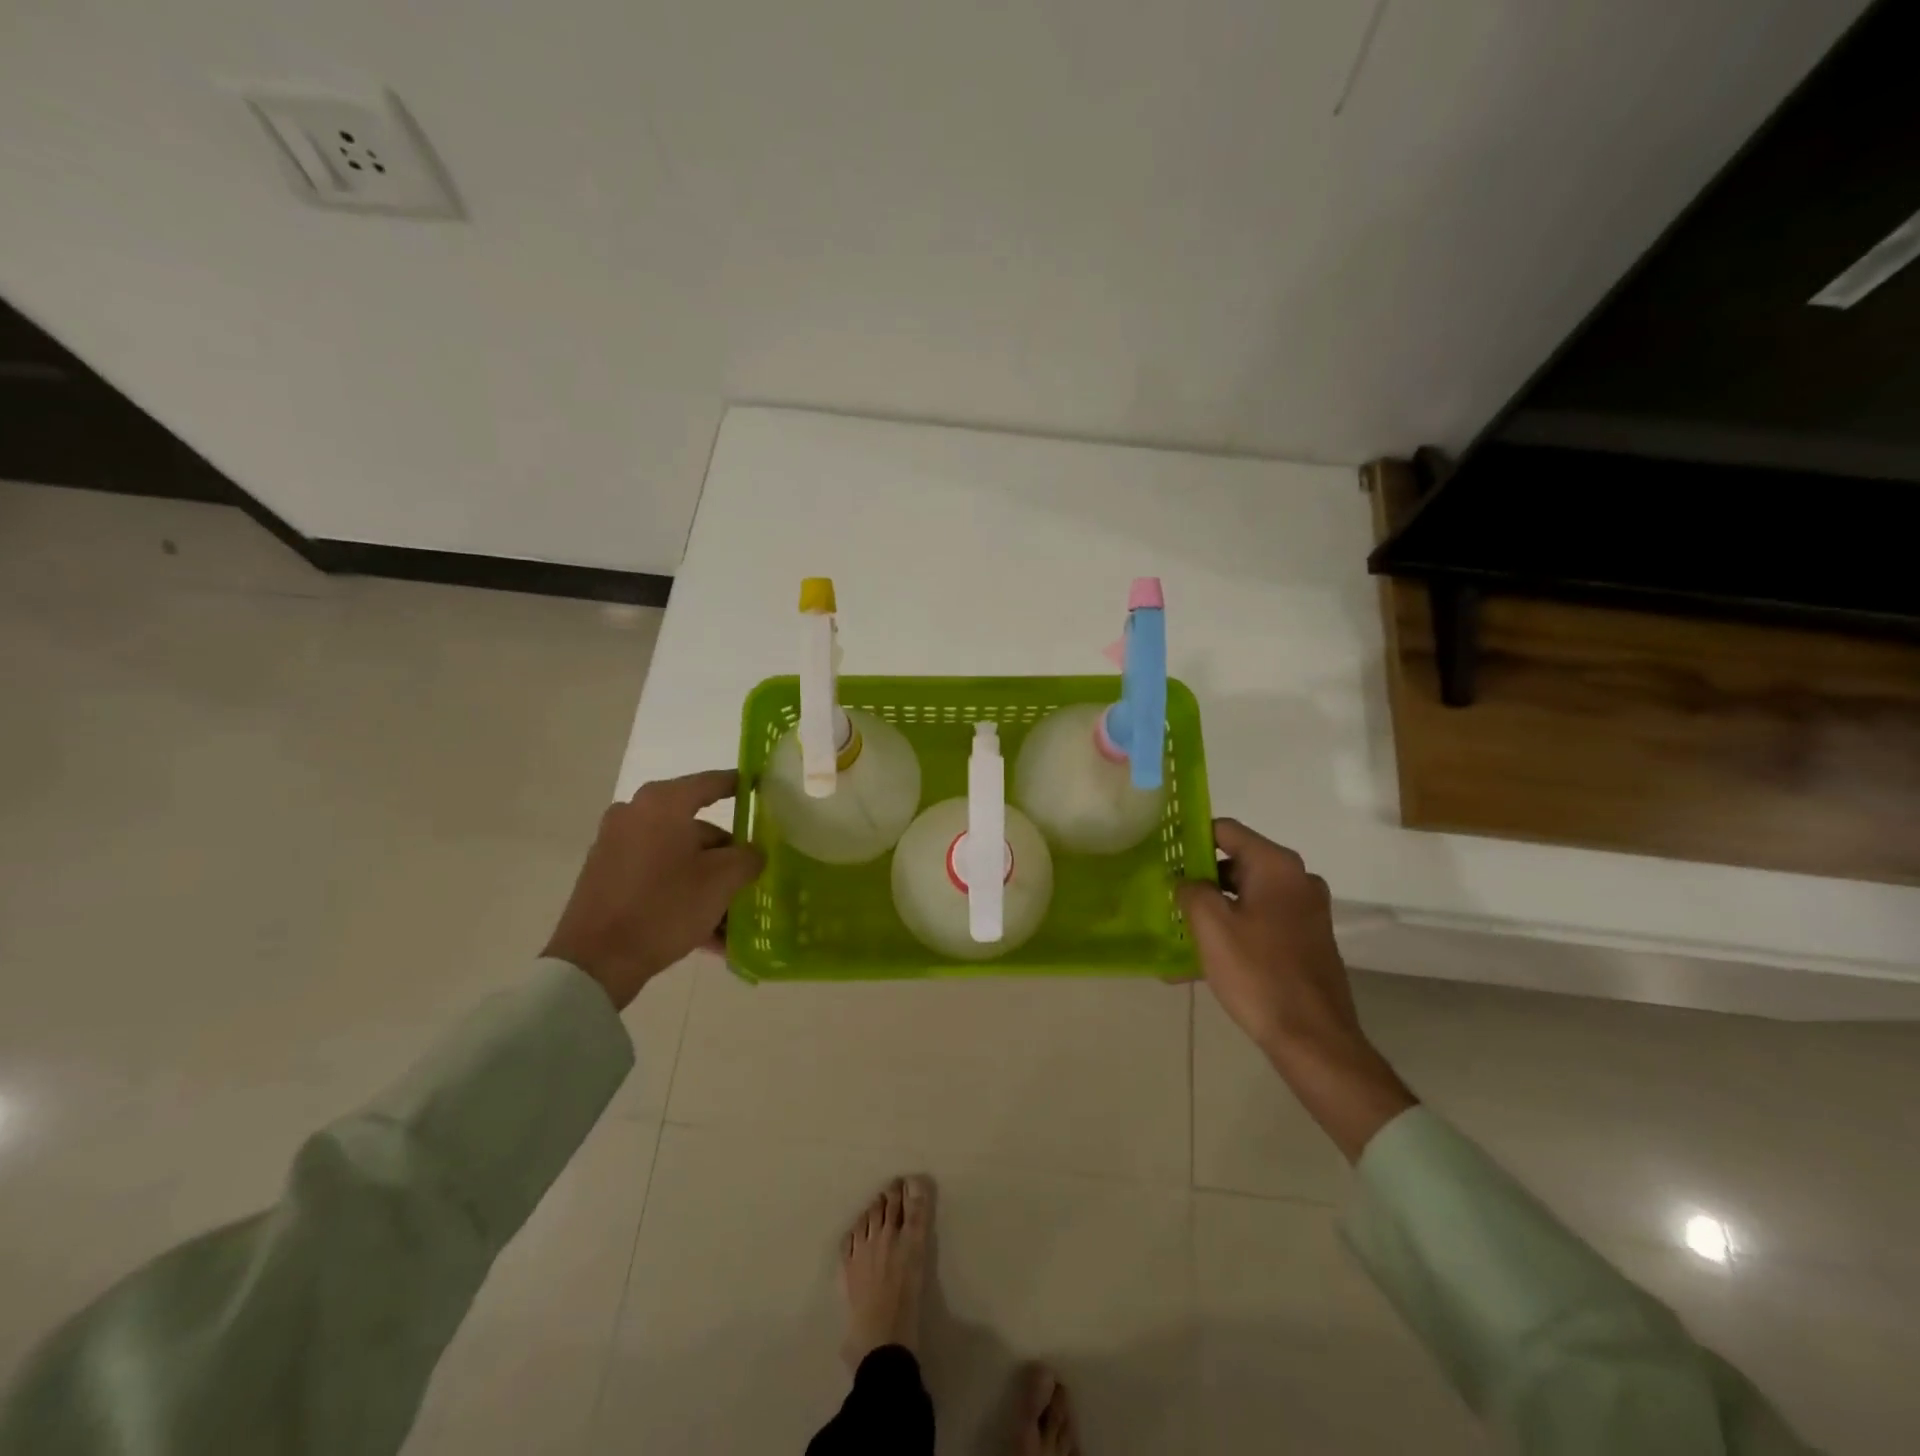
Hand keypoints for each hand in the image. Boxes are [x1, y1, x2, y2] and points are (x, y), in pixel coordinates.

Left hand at [543, 769, 764, 1009]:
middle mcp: (635, 814)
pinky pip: (657, 876)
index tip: (761, 788)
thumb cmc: (665, 906)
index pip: (712, 783)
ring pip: (678, 856)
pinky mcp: (606, 877)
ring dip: (707, 880)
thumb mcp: (722, 880)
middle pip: (696, 827)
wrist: (595, 961)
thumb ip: (748, 857)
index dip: (740, 785)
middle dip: (726, 855)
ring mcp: (616, 846)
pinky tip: (708, 930)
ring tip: (733, 915)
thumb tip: (753, 852)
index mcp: (663, 804)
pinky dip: (682, 892)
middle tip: (752, 876)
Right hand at [1176, 818, 1414, 1162]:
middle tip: (1166, 897)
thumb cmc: (1258, 973)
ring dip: (1212, 912)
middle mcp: (1297, 880)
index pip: (1226, 830)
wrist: (1314, 1039)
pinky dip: (1232, 934)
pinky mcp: (1306, 940)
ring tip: (1176, 935)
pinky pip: (1260, 924)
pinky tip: (1197, 964)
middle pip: (1236, 863)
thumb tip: (1187, 880)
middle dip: (1199, 880)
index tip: (1164, 852)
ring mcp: (1306, 912)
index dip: (1192, 837)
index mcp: (1277, 866)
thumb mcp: (1211, 926)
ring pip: (1246, 897)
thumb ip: (1191, 890)